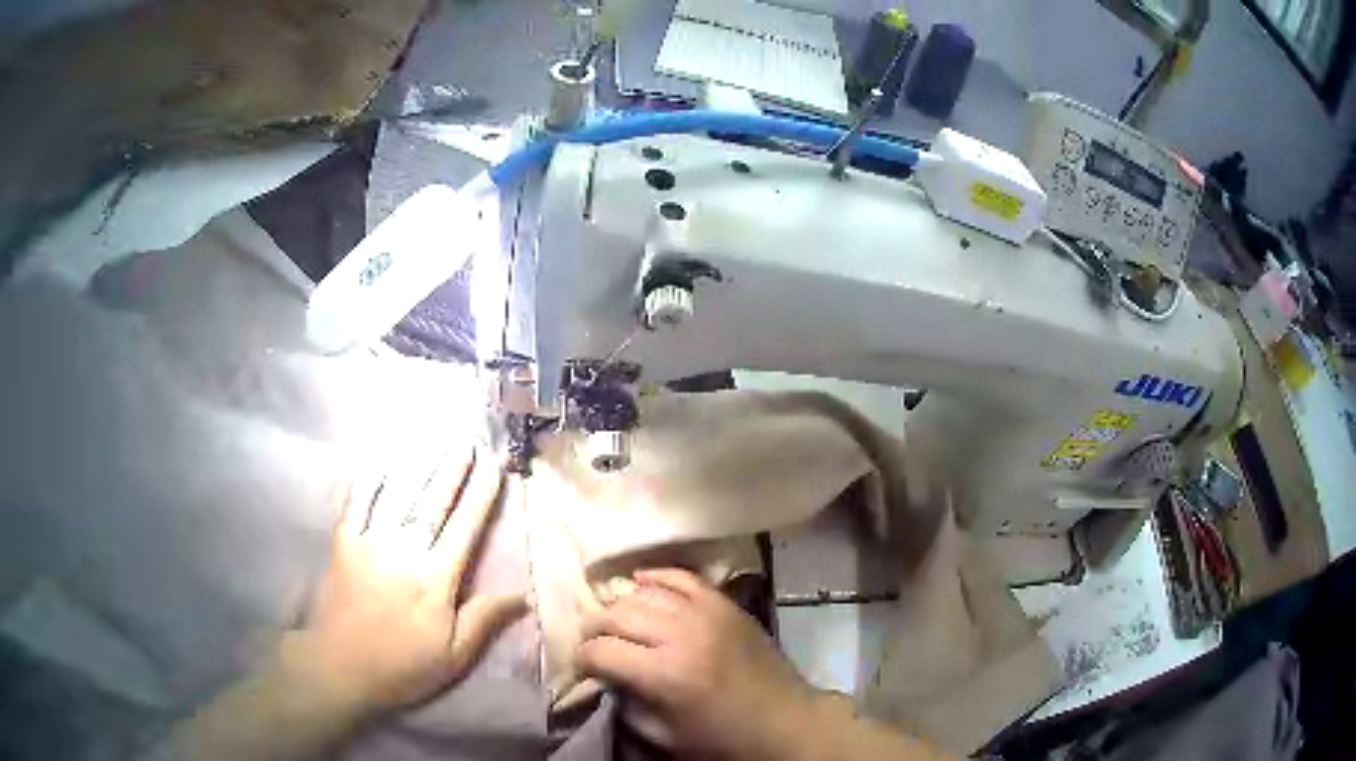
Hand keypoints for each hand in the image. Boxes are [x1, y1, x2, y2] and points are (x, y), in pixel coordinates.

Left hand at [280, 447, 526, 716]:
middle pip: (433, 504)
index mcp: (436, 578)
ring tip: (434, 446)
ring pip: (398, 497)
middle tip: (468, 443)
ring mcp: (370, 543)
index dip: (481, 495)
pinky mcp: (343, 545)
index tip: (495, 467)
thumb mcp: (454, 656)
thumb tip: (522, 595)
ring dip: (419, 469)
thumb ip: (484, 620)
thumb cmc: (403, 667)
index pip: (465, 528)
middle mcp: (404, 550)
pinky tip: (378, 467)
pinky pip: (356, 505)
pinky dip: (367, 484)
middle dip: (453, 472)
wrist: (339, 668)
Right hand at [576, 568, 817, 759]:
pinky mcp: (725, 604)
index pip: (601, 651)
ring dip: (621, 606)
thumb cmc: (723, 739)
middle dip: (594, 629)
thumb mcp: (663, 735)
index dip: (582, 659)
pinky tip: (639, 582)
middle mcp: (682, 635)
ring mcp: (707, 613)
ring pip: (644, 593)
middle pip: (617, 615)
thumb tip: (604, 677)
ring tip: (615, 621)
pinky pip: (682, 577)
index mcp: (665, 675)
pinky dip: (656, 577)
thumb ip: (626, 703)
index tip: (582, 667)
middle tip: (593, 643)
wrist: (785, 721)